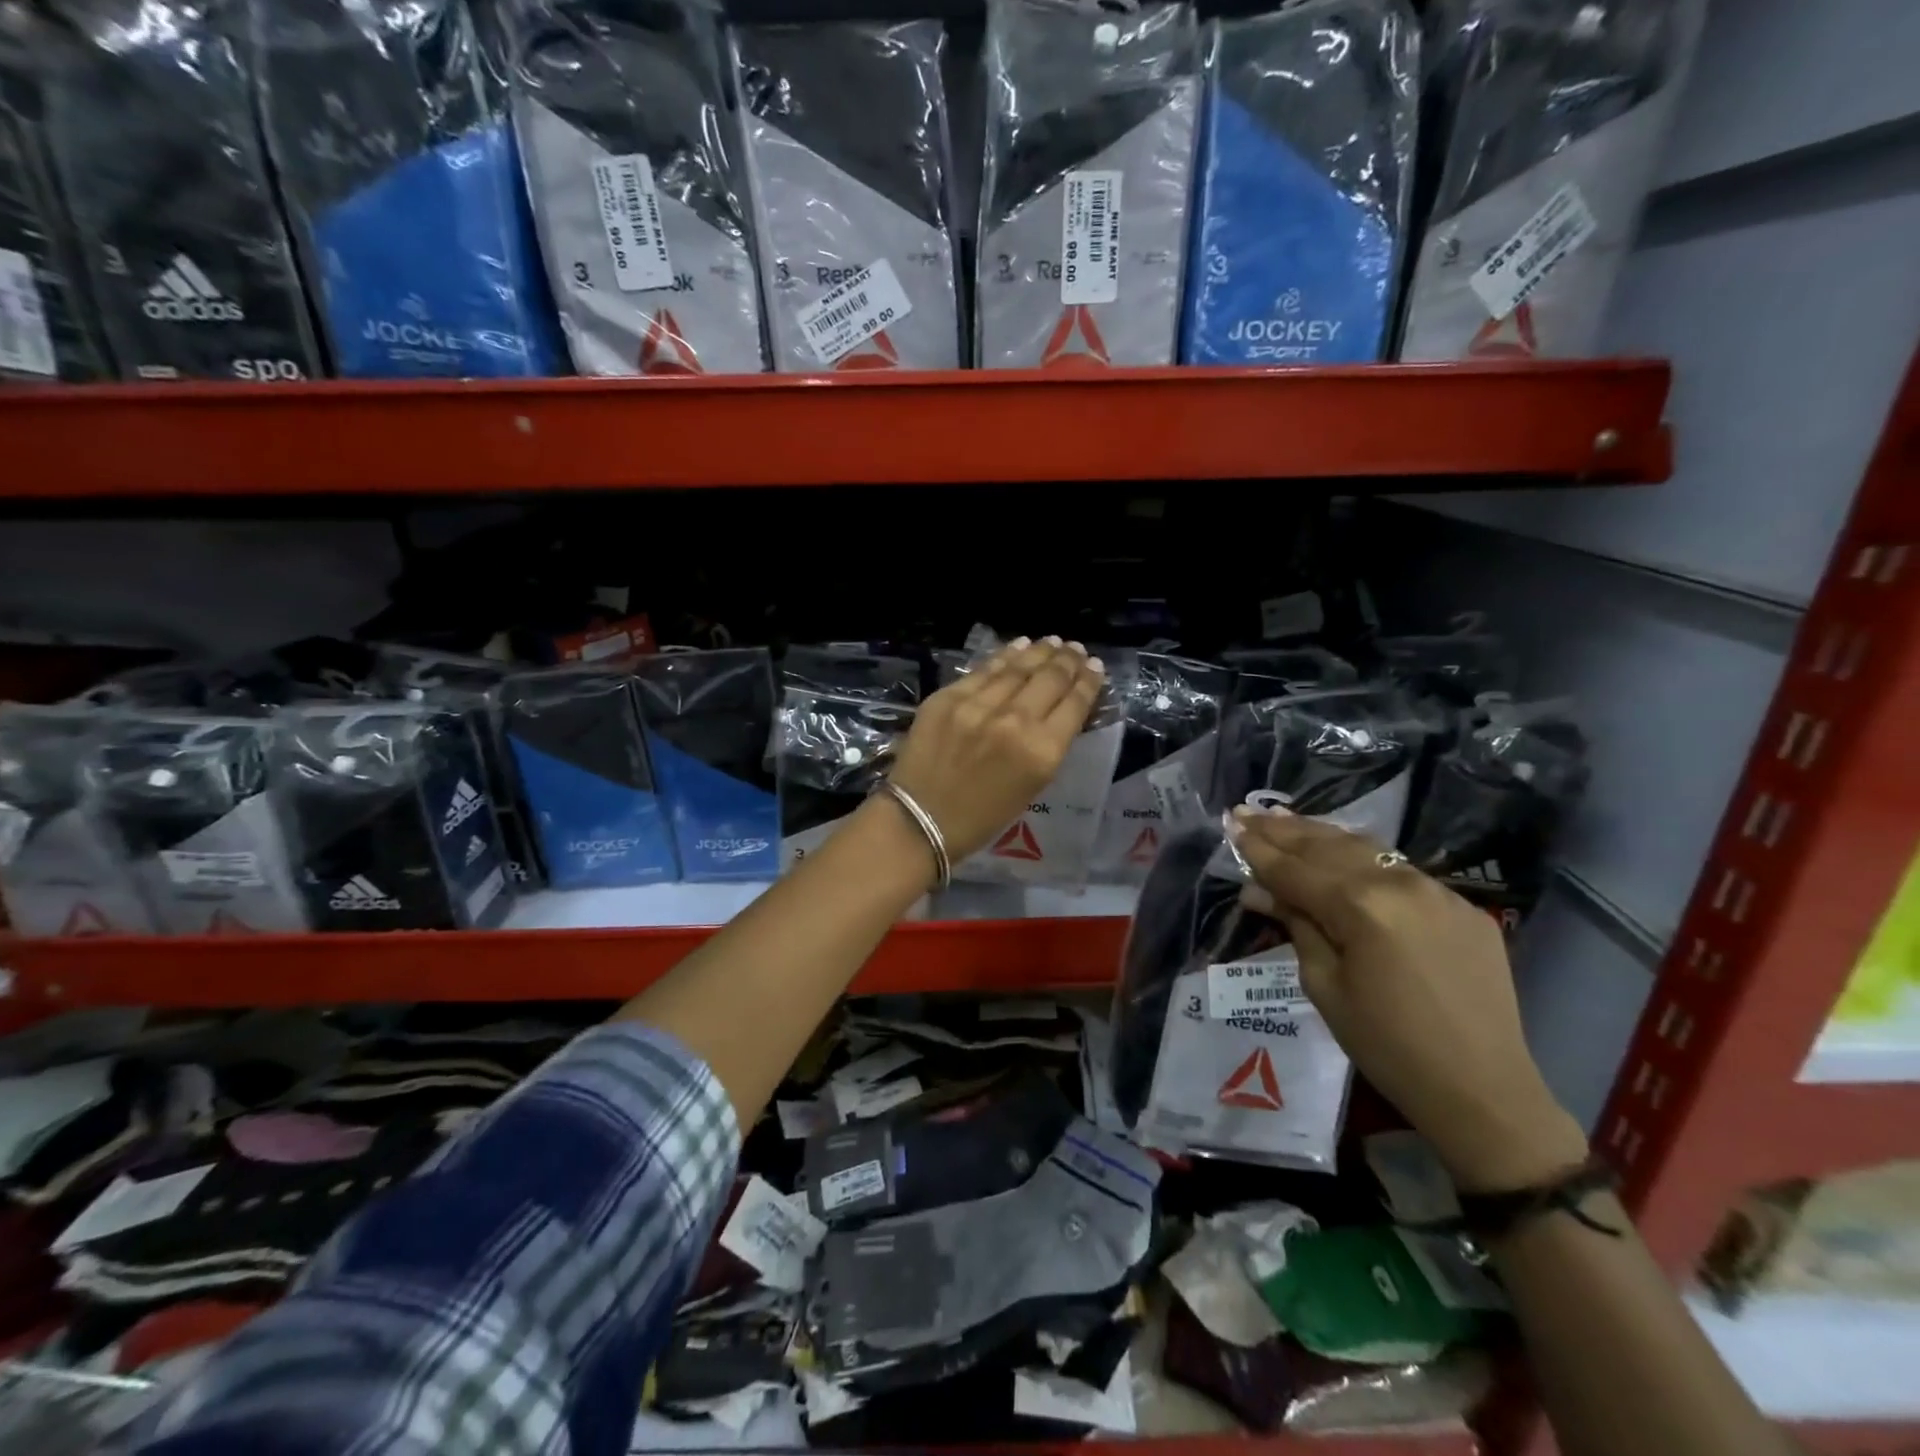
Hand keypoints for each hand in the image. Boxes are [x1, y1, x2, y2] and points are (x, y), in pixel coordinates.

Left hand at [888, 637, 1105, 864]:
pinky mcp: (948, 697)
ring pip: (1018, 667)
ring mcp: (978, 705)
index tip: (1096, 666)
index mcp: (1041, 752)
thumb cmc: (982, 817)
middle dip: (1068, 661)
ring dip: (1040, 652)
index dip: (1089, 681)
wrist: (920, 820)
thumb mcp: (1031, 786)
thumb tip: (1061, 710)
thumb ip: (1049, 745)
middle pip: (1050, 679)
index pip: (1074, 704)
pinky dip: (1005, 656)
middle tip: (1077, 649)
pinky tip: (1019, 645)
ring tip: (1053, 642)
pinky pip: (984, 670)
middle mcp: (1015, 721)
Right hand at [1231, 808, 1587, 1192]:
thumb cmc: (1387, 1046)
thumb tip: (1259, 891)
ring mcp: (1438, 890)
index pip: (1295, 869)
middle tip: (1247, 812)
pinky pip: (1400, 871)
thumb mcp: (1324, 987)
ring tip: (1284, 818)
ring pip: (1366, 849)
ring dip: (1320, 833)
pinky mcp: (1463, 905)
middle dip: (1283, 830)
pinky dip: (1362, 857)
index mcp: (1360, 907)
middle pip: (1328, 847)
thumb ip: (1296, 927)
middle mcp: (1399, 883)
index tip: (1230, 825)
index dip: (1258, 849)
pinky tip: (1341, 850)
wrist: (1483, 1090)